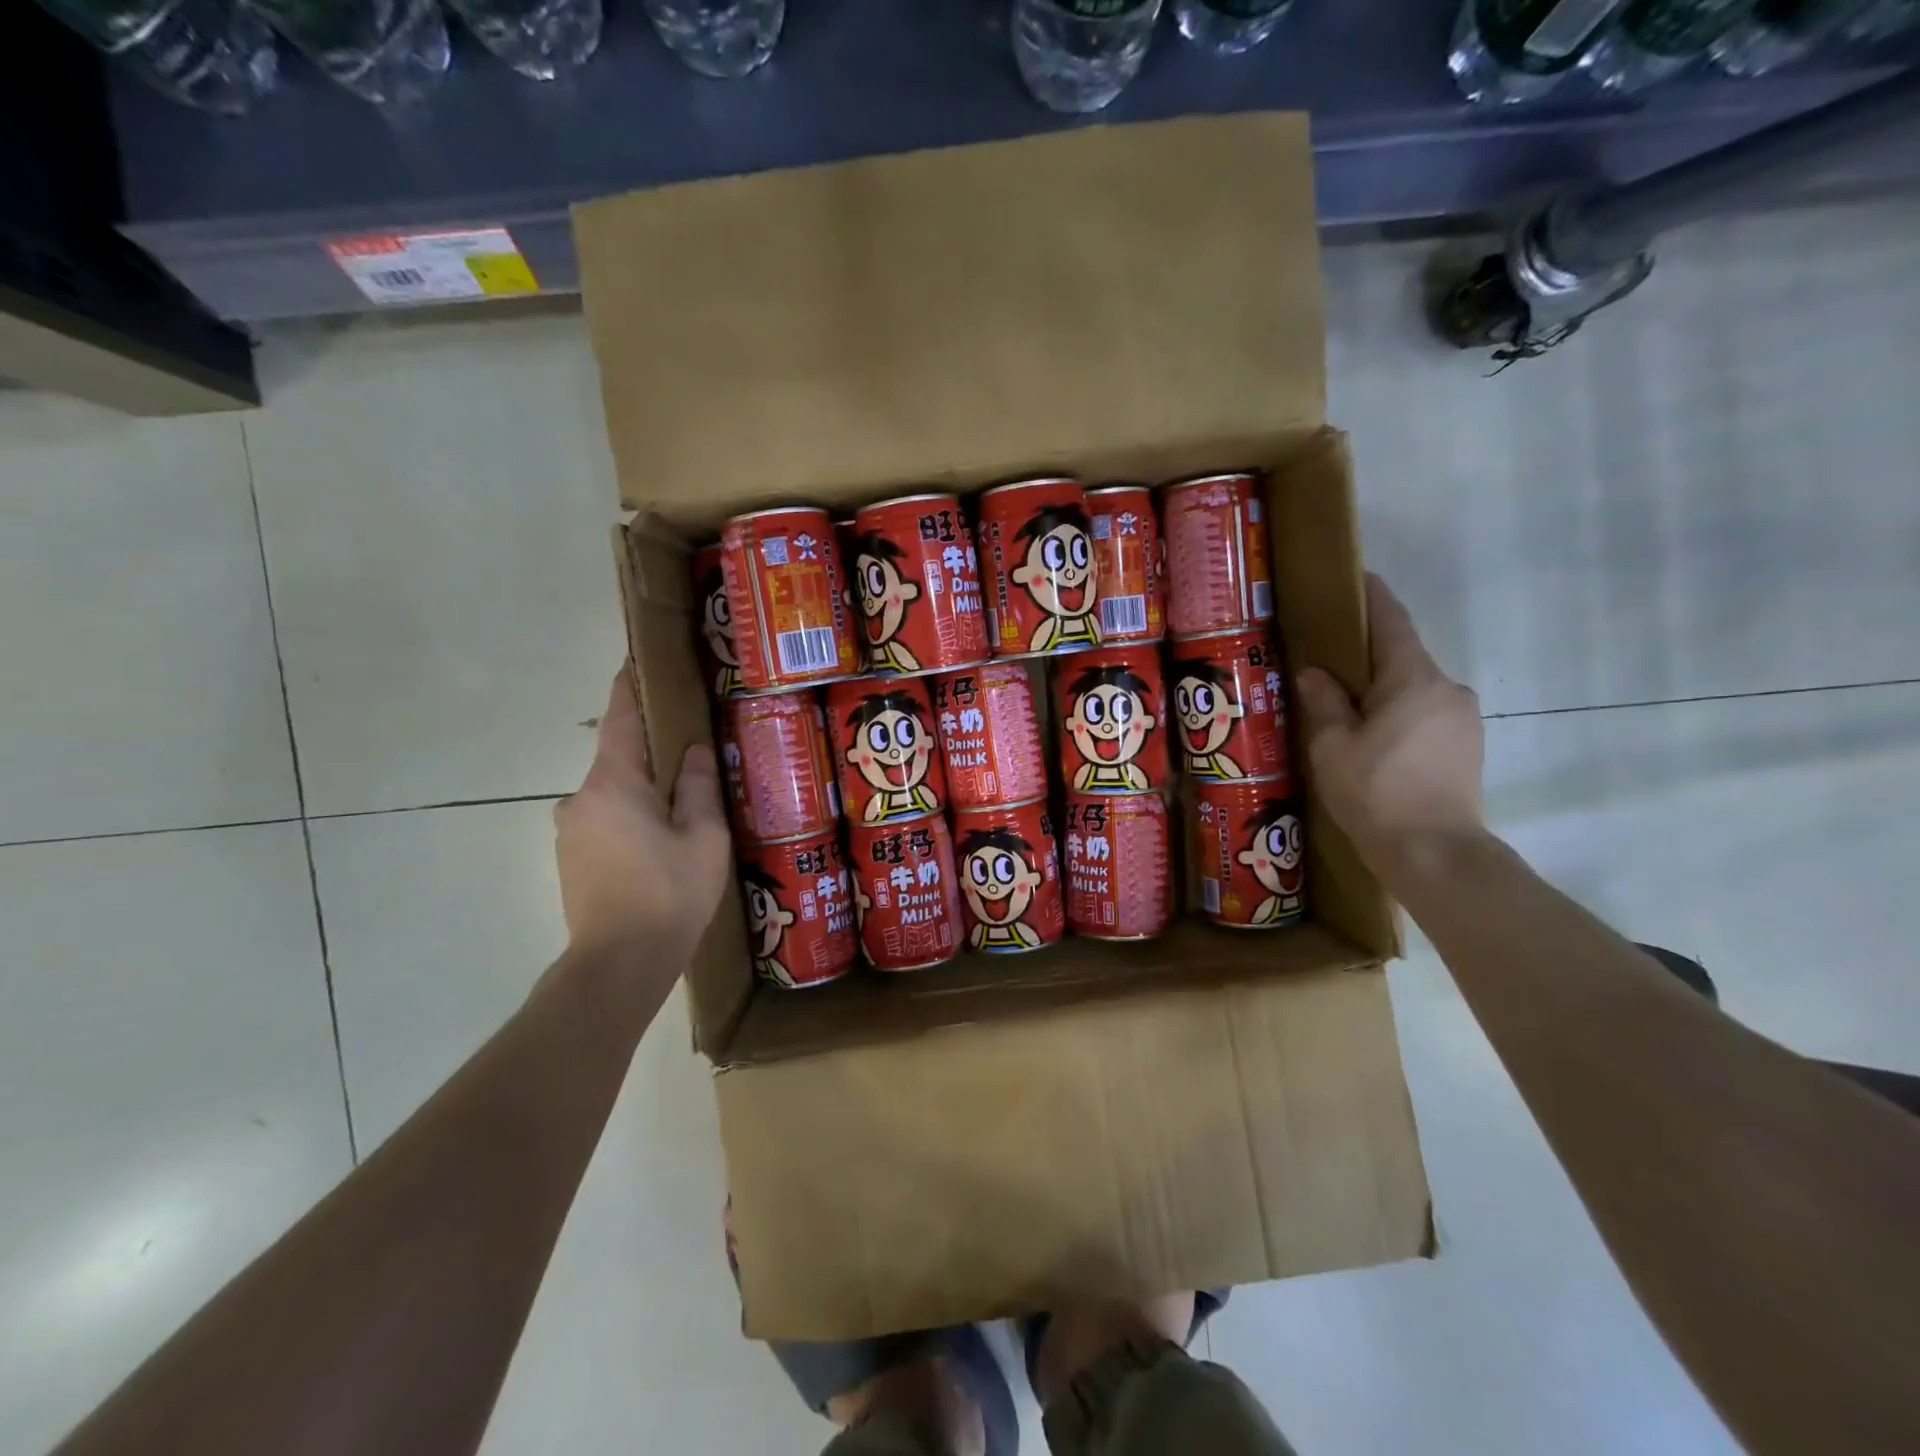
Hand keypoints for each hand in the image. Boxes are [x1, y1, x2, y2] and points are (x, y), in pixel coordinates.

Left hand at [554, 666, 730, 965]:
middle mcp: (580, 798)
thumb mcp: (703, 837)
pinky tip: (659, 845)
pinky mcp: (570, 858)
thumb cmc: (670, 894)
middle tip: (690, 755)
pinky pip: (605, 820)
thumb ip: (697, 787)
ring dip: (642, 793)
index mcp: (614, 784)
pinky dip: (630, 819)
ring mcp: (570, 830)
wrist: (619, 965)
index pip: (621, 720)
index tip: (634, 660)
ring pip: (613, 794)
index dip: (629, 687)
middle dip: (651, 754)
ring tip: (681, 810)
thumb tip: (693, 751)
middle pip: (619, 760)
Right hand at [1294, 575, 1484, 878]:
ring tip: (1347, 709)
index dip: (1373, 597)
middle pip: (1403, 658)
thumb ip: (1324, 701)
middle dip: (1368, 655)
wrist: (1435, 854)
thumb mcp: (1333, 745)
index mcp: (1412, 679)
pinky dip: (1400, 715)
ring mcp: (1463, 719)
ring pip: (1415, 690)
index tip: (1358, 577)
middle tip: (1329, 661)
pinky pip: (1427, 715)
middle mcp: (1446, 688)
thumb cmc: (1375, 791)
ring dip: (1384, 691)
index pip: (1392, 623)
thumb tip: (1315, 672)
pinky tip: (1374, 740)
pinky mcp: (1468, 747)